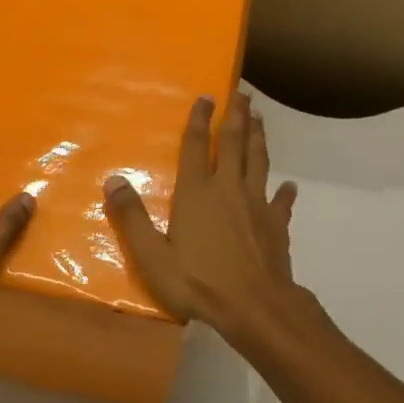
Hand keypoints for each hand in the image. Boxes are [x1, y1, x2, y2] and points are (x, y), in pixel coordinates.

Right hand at [102, 92, 319, 341]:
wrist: (256, 309)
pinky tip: (290, 187)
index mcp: (197, 193)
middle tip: (242, 94)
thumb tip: (113, 180)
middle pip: (234, 144)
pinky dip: (286, 192)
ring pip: (259, 163)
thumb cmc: (199, 282)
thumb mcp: (153, 256)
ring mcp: (257, 206)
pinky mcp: (276, 226)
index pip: (196, 146)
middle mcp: (229, 189)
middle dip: (237, 117)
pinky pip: (282, 203)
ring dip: (260, 138)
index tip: (207, 96)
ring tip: (261, 119)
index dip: (199, 120)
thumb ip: (132, 217)